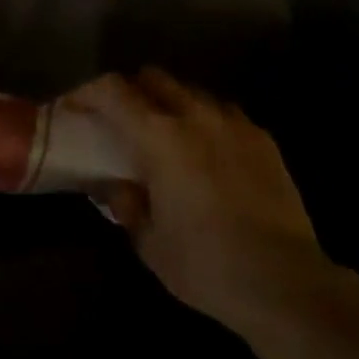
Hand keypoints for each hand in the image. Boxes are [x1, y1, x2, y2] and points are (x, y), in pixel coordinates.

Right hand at [68, 68, 335, 337]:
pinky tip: (209, 153)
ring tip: (169, 136)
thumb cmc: (205, 265)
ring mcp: (234, 123)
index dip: (87, 91)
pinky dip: (207, 121)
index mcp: (160, 137)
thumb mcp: (150, 243)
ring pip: (192, 91)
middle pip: (154, 77)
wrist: (283, 280)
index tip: (74, 106)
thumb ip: (126, 204)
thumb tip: (114, 185)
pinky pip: (225, 113)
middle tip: (121, 120)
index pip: (112, 90)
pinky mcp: (263, 138)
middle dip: (131, 91)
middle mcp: (196, 116)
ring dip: (172, 103)